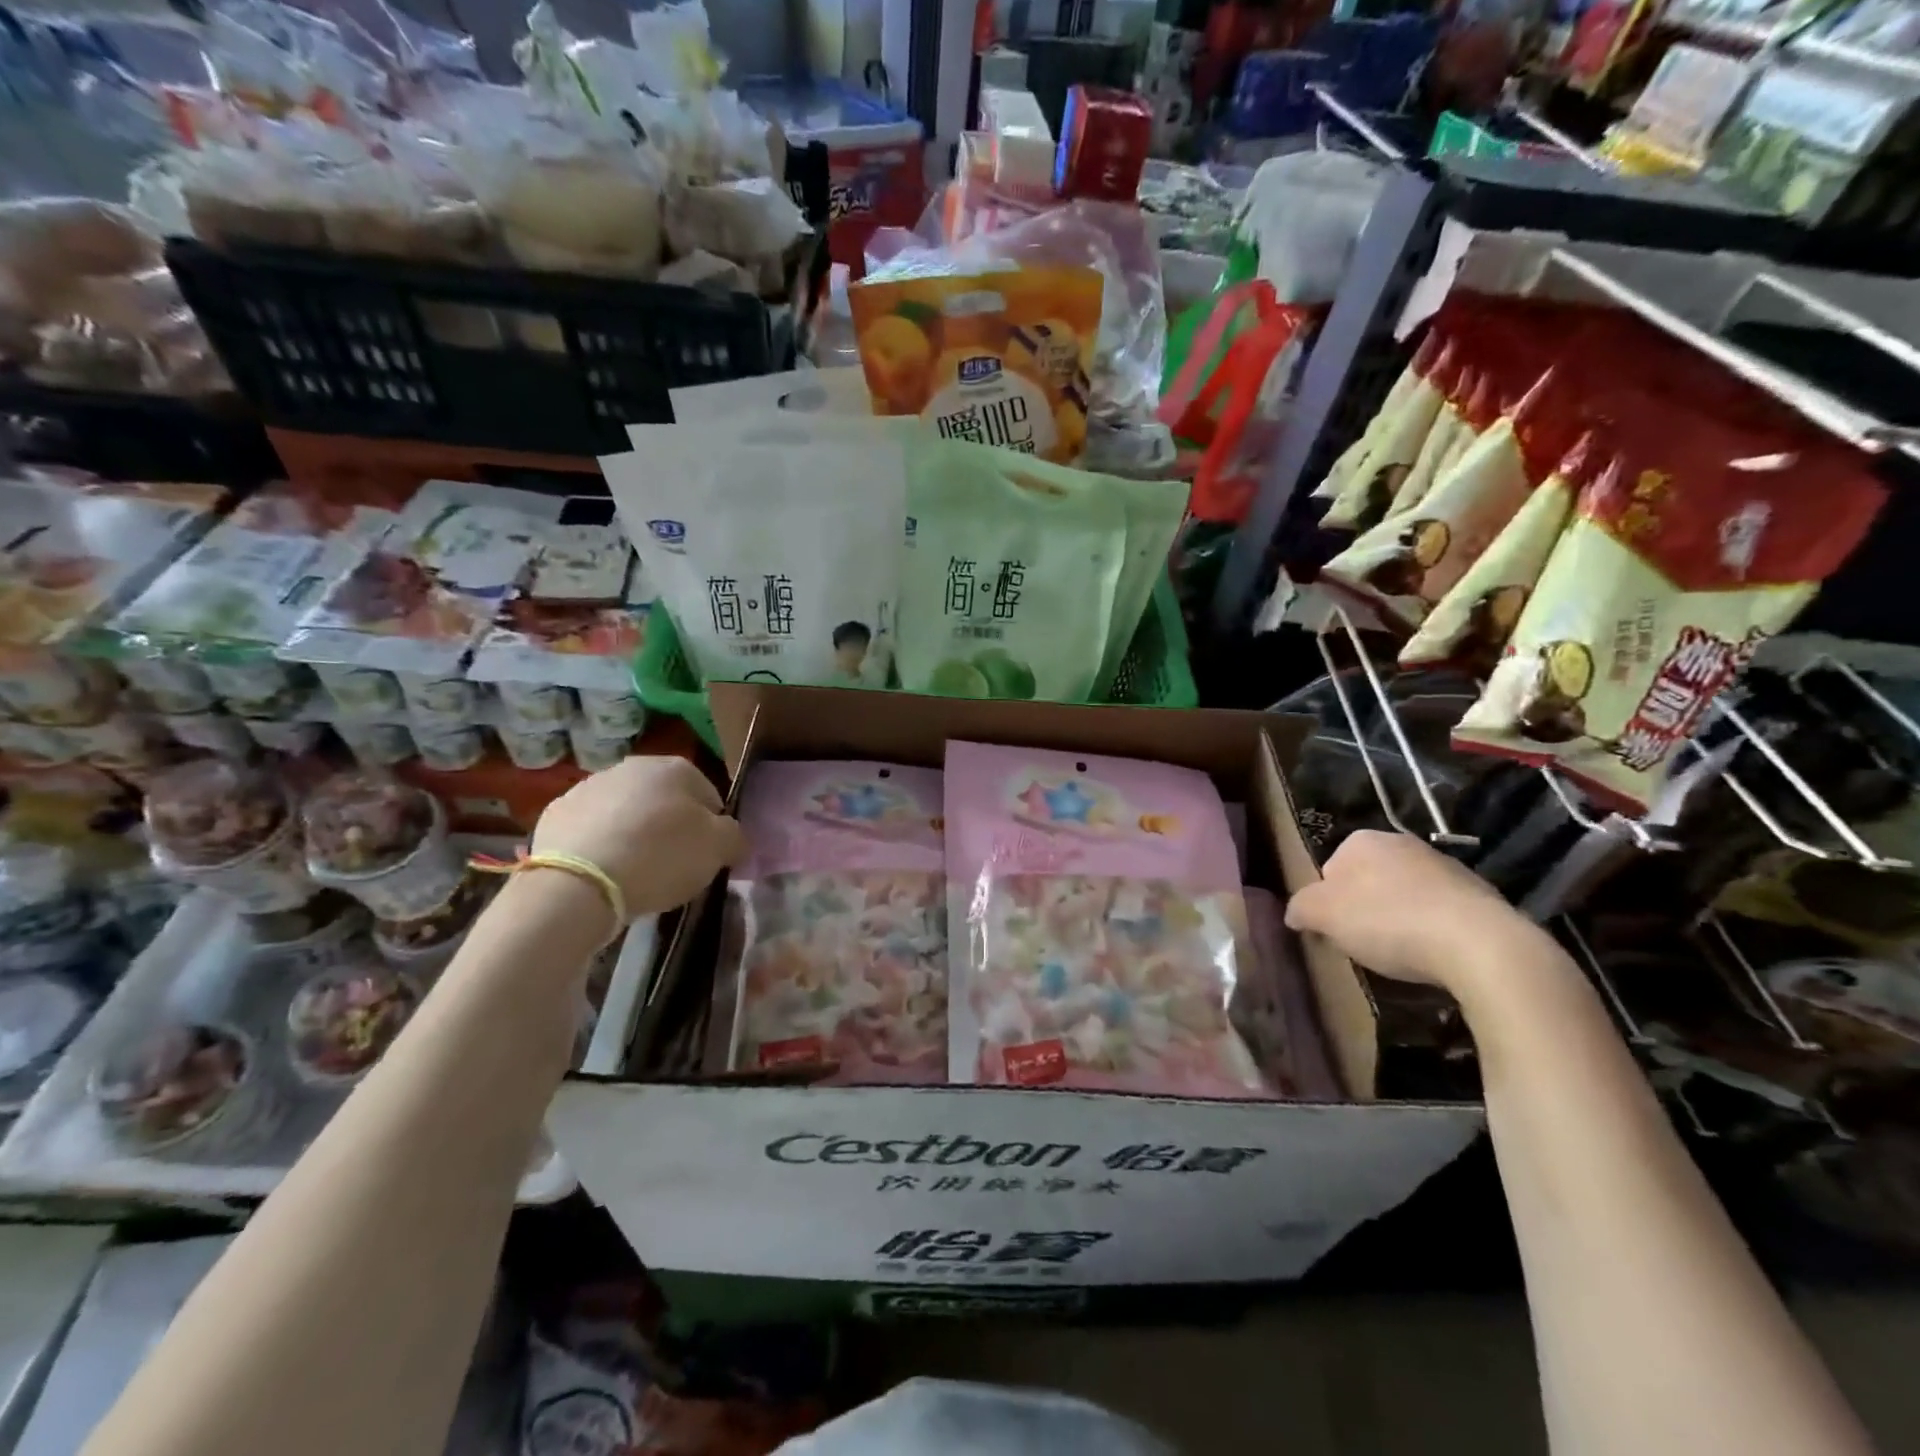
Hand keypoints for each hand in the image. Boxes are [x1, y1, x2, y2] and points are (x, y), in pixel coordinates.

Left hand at [531, 755, 744, 919]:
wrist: (578, 883)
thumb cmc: (661, 857)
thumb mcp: (719, 849)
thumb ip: (734, 836)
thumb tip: (732, 837)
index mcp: (676, 768)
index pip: (710, 796)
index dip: (712, 828)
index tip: (705, 856)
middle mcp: (633, 766)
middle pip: (664, 800)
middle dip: (670, 826)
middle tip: (672, 864)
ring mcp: (589, 786)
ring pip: (626, 811)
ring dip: (633, 833)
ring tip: (635, 872)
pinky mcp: (556, 813)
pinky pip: (591, 828)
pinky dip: (599, 844)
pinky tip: (603, 871)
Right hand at [1284, 830, 1527, 994]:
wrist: (1480, 944)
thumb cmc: (1388, 921)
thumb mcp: (1324, 915)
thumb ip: (1301, 908)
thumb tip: (1294, 912)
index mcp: (1362, 841)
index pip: (1329, 869)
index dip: (1328, 902)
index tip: (1335, 930)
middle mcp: (1403, 843)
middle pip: (1368, 880)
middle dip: (1365, 908)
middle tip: (1365, 943)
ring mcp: (1446, 866)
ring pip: (1406, 895)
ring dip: (1401, 919)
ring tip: (1403, 954)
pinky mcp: (1480, 895)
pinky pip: (1442, 912)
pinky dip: (1434, 930)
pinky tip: (1436, 956)